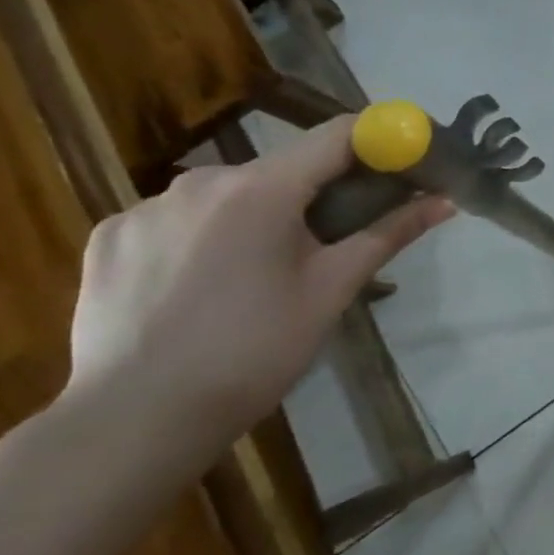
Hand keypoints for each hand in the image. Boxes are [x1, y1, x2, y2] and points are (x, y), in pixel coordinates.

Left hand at [63, 117, 455, 475]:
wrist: (136, 420)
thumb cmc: (255, 350)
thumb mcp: (333, 289)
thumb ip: (388, 234)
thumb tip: (444, 202)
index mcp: (262, 189)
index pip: (338, 135)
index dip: (379, 140)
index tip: (404, 159)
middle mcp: (201, 180)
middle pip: (281, 167)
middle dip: (315, 192)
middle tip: (331, 241)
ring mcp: (145, 206)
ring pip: (227, 194)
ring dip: (256, 215)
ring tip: (258, 275)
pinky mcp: (109, 235)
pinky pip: (176, 218)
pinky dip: (202, 236)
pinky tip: (200, 286)